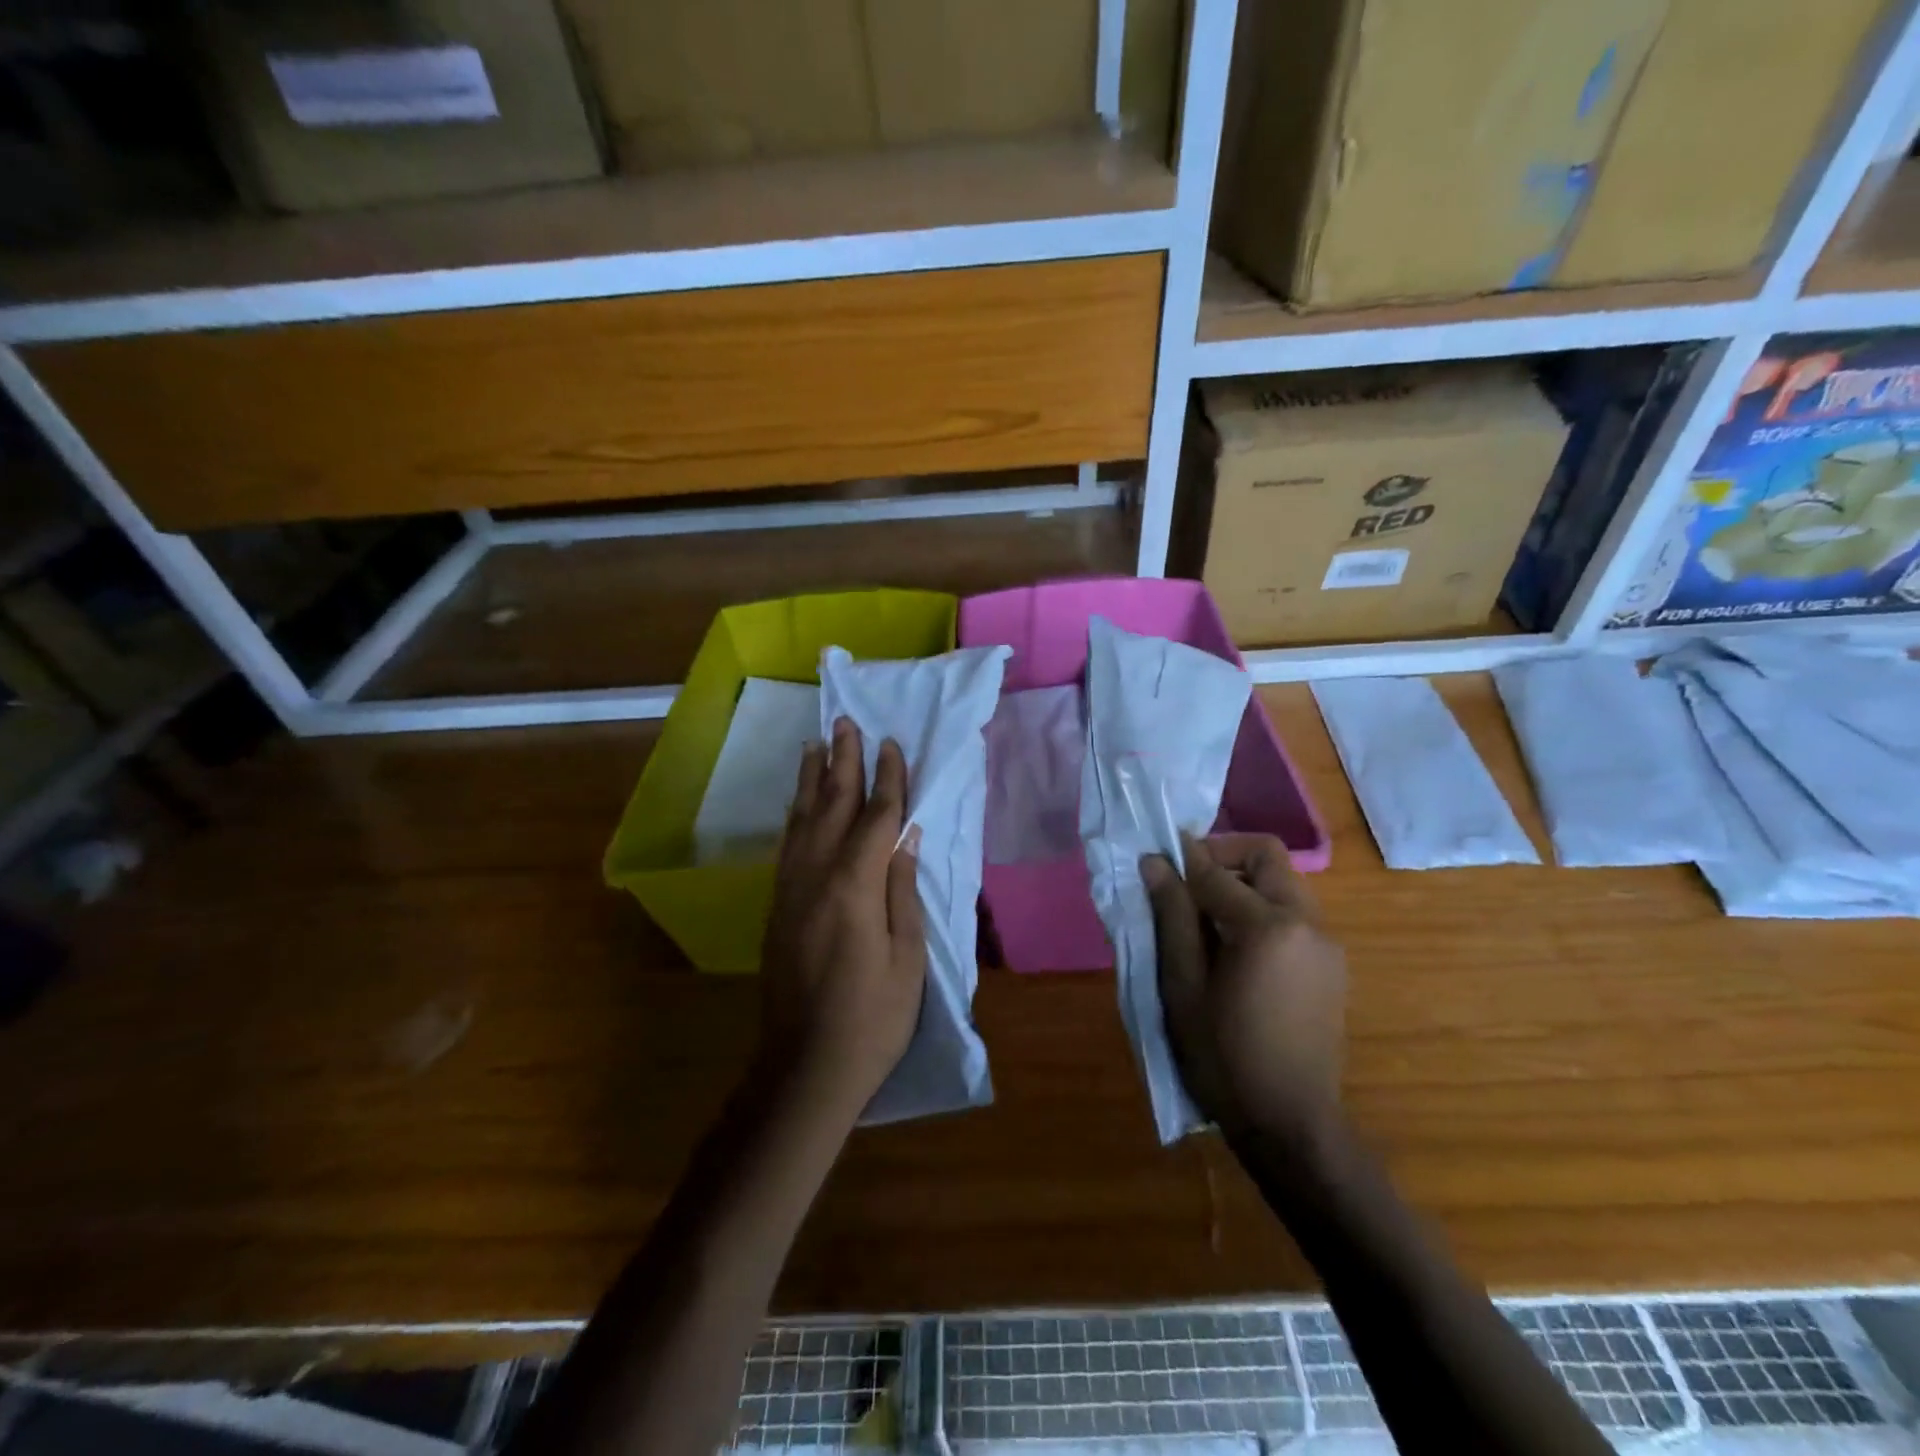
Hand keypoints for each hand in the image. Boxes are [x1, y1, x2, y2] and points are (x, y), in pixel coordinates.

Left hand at [759, 717, 925, 1122]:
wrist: (806, 1066)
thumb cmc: (873, 1016)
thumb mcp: (907, 956)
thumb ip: (902, 889)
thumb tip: (906, 835)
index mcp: (854, 886)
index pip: (875, 817)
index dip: (887, 779)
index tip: (891, 743)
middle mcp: (815, 876)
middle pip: (831, 806)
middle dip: (842, 761)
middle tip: (846, 721)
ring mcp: (791, 890)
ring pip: (802, 820)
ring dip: (811, 779)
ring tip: (816, 744)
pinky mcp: (778, 906)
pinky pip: (788, 845)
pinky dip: (795, 814)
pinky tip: (799, 802)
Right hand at [1142, 834, 1345, 1142]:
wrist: (1290, 1124)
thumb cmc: (1223, 1056)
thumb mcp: (1182, 985)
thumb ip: (1172, 916)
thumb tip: (1155, 862)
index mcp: (1268, 926)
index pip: (1216, 870)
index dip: (1181, 858)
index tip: (1154, 857)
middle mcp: (1307, 922)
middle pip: (1266, 856)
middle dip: (1222, 856)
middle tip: (1185, 883)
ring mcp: (1326, 943)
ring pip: (1283, 882)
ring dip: (1243, 883)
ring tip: (1205, 918)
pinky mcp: (1332, 964)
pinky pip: (1293, 913)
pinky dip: (1261, 909)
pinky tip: (1235, 947)